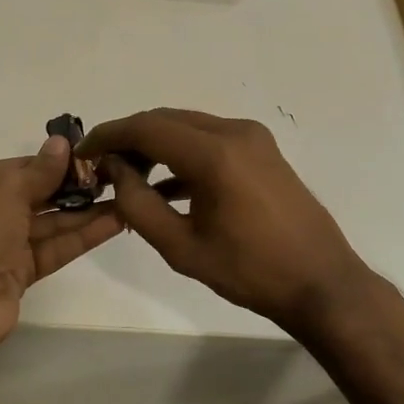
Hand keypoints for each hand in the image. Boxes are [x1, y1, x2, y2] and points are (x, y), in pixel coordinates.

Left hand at [0, 136, 123, 363]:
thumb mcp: (7, 189)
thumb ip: (41, 170)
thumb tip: (62, 143)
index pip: (25, 166)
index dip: (59, 161)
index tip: (96, 154)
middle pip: (40, 194)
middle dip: (77, 186)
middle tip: (119, 175)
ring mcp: (6, 244)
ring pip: (53, 222)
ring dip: (88, 211)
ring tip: (127, 196)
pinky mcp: (22, 272)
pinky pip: (56, 248)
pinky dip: (84, 236)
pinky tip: (116, 222)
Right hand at [78, 109, 369, 336]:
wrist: (321, 282)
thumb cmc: (249, 271)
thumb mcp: (181, 247)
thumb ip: (138, 205)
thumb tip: (115, 171)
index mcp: (214, 154)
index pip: (146, 128)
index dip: (108, 136)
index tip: (82, 152)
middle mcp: (234, 132)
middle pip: (166, 120)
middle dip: (128, 138)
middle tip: (100, 166)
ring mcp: (252, 138)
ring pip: (187, 127)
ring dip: (154, 145)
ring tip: (126, 176)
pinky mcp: (262, 150)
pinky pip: (209, 140)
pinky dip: (181, 154)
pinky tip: (163, 185)